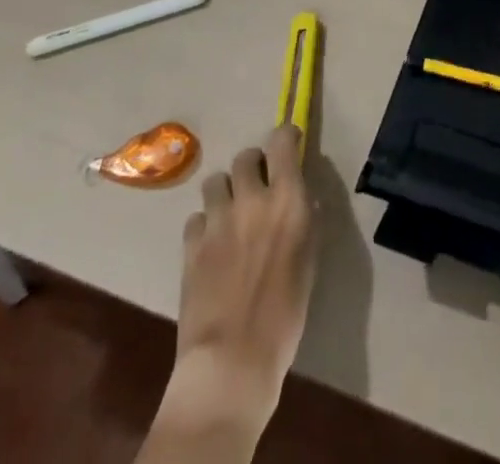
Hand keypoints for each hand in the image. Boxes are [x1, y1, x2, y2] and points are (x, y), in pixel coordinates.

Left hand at [172, 124, 316, 415]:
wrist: (232, 360)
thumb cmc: (285, 314)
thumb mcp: (309, 260)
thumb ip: (304, 220)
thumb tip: (301, 199)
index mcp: (287, 198)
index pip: (281, 141)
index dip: (284, 139)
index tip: (288, 147)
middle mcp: (251, 198)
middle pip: (245, 156)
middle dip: (253, 167)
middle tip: (257, 188)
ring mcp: (217, 219)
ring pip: (215, 181)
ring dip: (225, 192)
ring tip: (230, 214)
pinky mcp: (191, 244)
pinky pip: (196, 217)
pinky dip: (205, 224)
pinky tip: (211, 246)